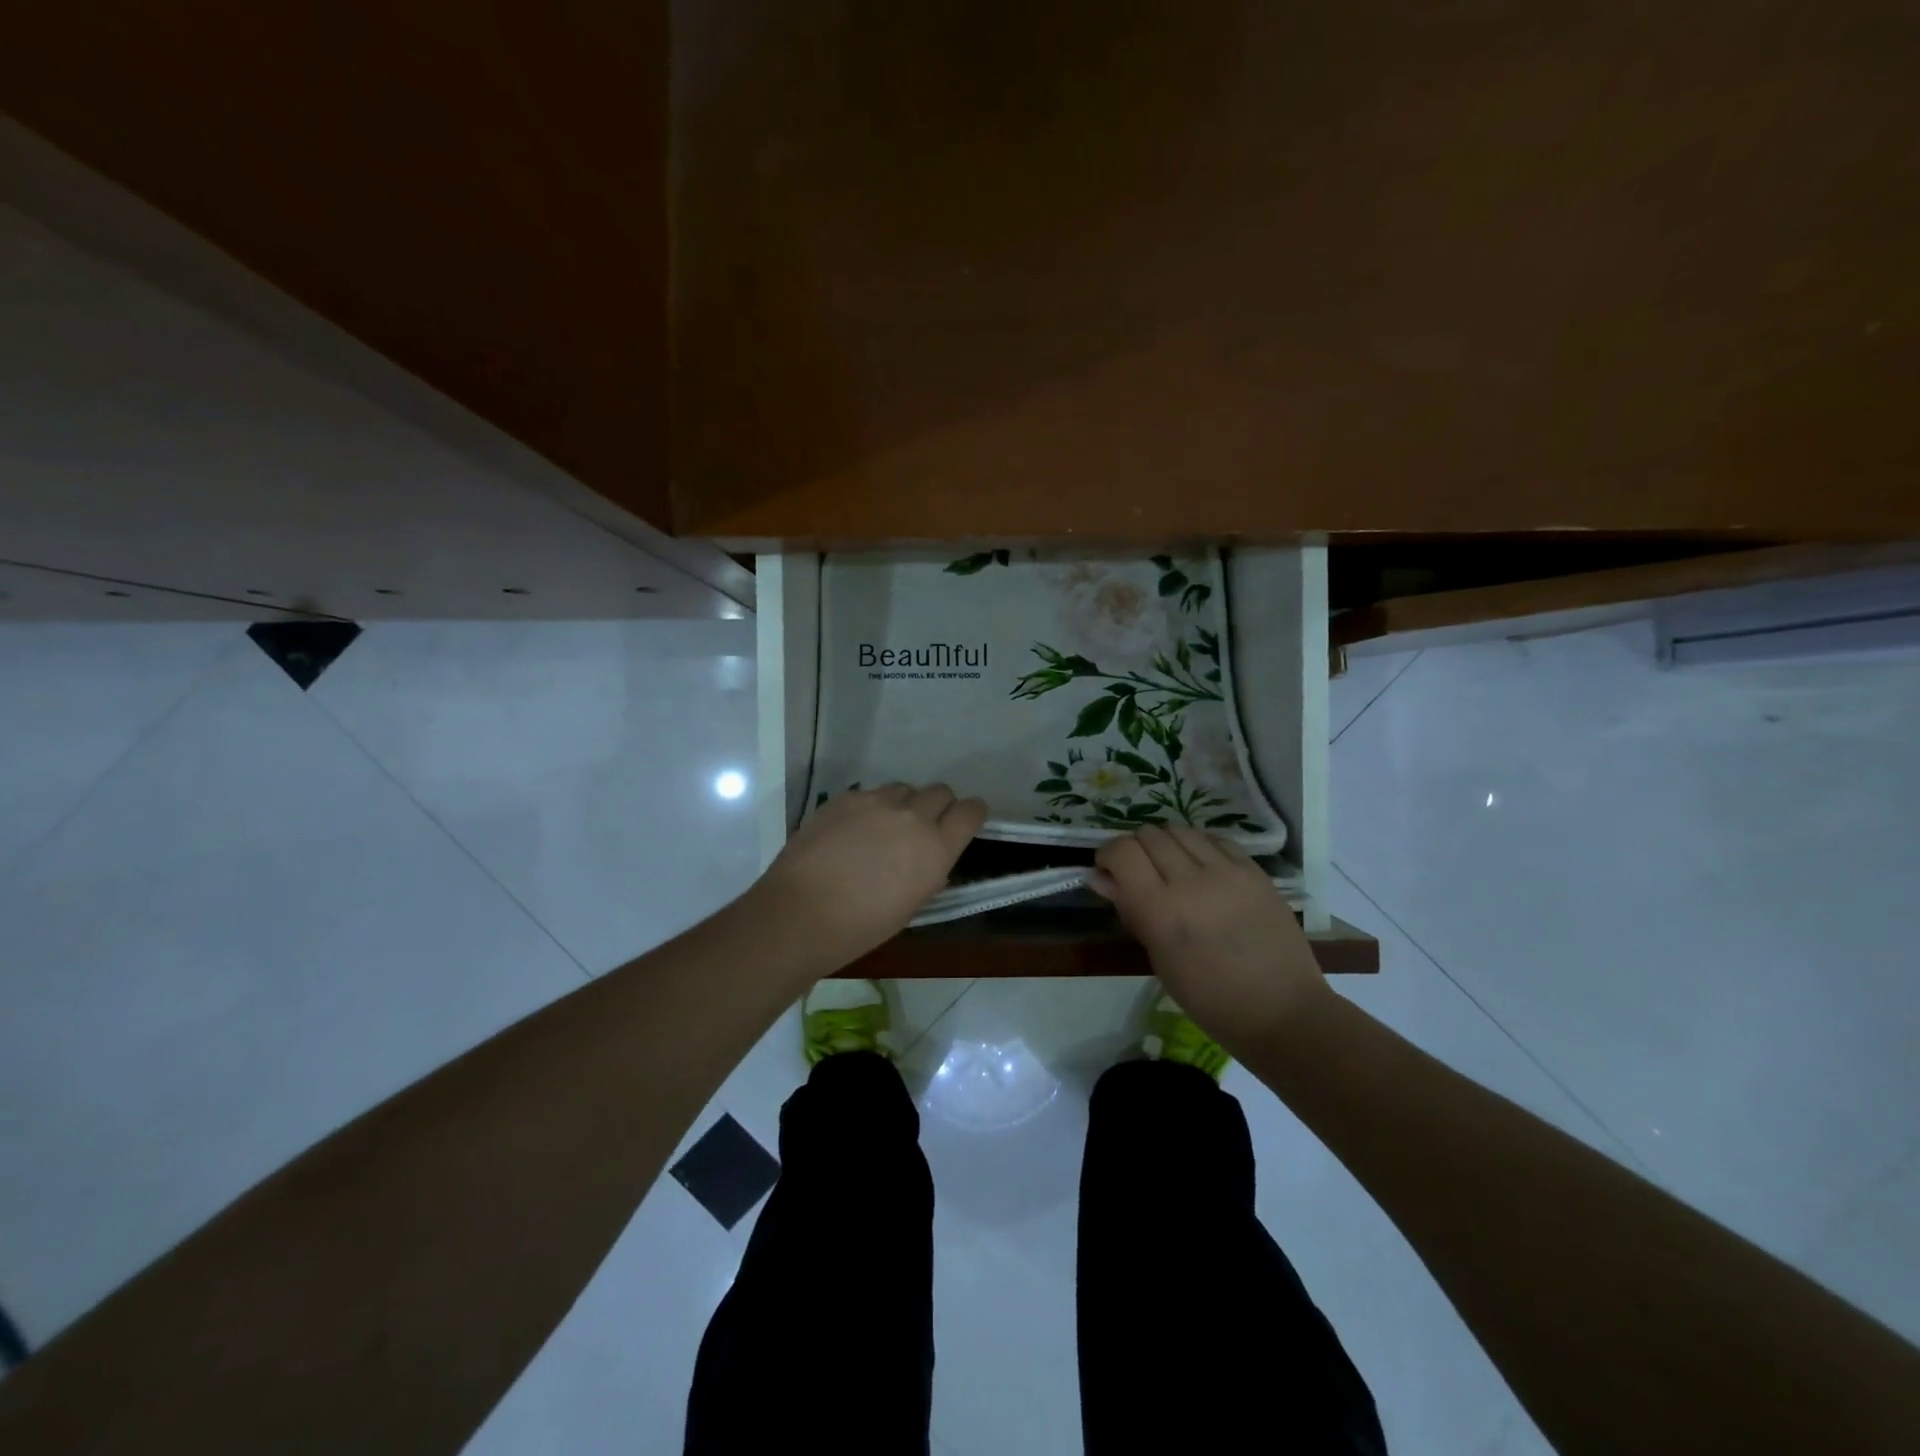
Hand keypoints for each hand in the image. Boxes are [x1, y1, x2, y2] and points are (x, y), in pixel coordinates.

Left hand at [753, 783, 986, 972]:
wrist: (801, 913)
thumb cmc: (861, 926)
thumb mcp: (911, 906)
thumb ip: (929, 873)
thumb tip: (930, 860)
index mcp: (937, 848)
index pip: (971, 811)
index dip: (971, 814)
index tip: (964, 822)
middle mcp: (913, 816)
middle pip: (940, 792)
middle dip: (937, 806)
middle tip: (921, 828)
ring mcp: (876, 802)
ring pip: (904, 789)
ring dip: (903, 804)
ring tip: (883, 828)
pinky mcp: (845, 798)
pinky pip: (869, 794)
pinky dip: (869, 808)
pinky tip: (851, 831)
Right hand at [1093, 825, 1330, 1050]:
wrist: (1282, 1011)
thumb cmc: (1209, 998)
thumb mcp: (1159, 960)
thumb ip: (1130, 911)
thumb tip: (1103, 879)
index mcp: (1160, 910)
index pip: (1122, 852)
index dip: (1108, 856)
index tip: (1108, 872)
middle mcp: (1191, 881)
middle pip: (1148, 835)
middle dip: (1135, 849)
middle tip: (1139, 872)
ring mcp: (1227, 872)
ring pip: (1180, 830)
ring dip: (1165, 843)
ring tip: (1171, 867)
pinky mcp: (1254, 871)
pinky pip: (1215, 839)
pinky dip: (1199, 846)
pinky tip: (1201, 866)